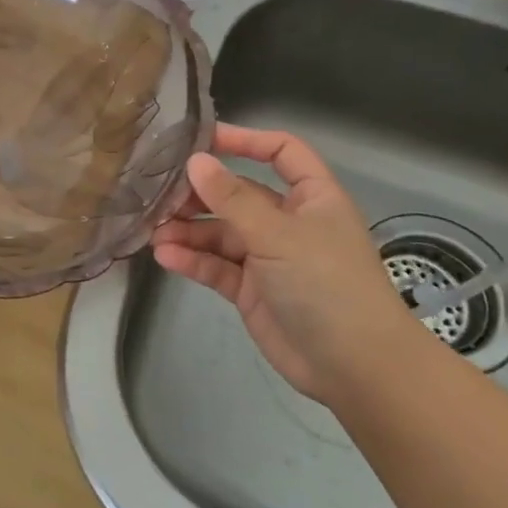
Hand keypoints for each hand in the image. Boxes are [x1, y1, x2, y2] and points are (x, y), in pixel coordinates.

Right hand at [151, 124, 417, 401]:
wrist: (354, 366)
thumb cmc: (326, 284)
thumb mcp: (278, 233)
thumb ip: (231, 198)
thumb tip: (195, 160)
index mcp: (311, 198)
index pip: (281, 153)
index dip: (246, 141)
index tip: (202, 140)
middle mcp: (288, 222)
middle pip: (238, 195)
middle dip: (201, 194)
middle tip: (161, 195)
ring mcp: (268, 257)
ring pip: (221, 233)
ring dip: (188, 230)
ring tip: (153, 230)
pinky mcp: (251, 290)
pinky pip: (216, 266)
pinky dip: (192, 259)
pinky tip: (165, 255)